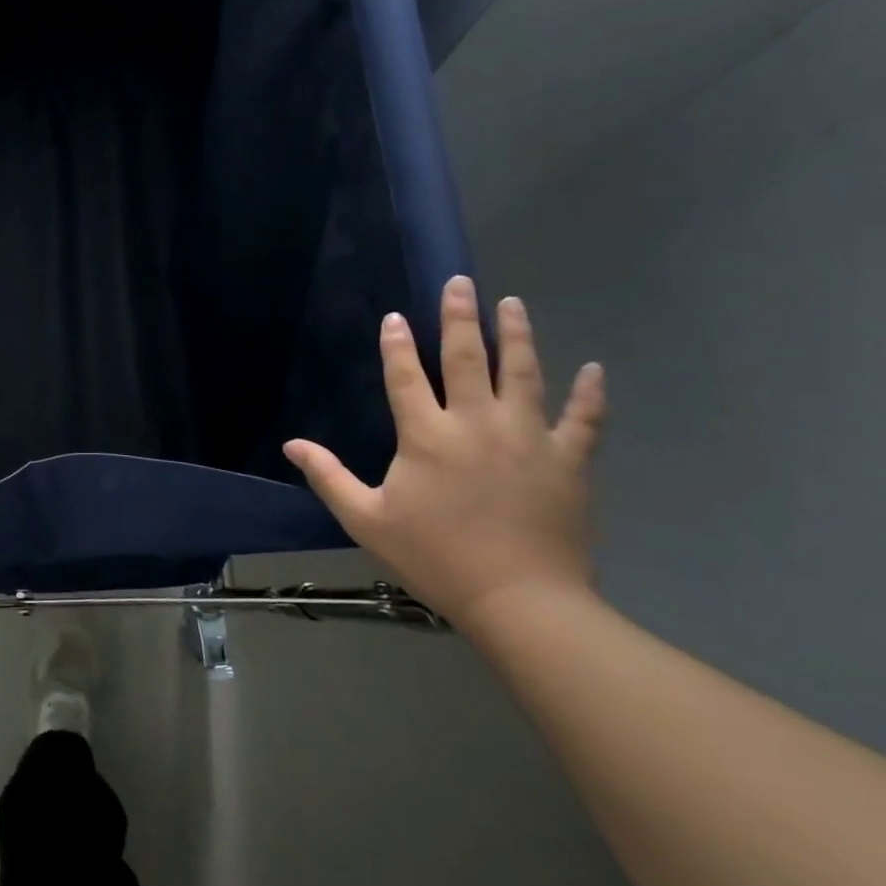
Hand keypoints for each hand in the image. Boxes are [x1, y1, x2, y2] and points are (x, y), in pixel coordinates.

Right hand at [283, 276, 605, 632]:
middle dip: (460, 317)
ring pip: (523, 374)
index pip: (405, 377)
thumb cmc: (435, 558)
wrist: (520, 602)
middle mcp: (477, 424)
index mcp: (426, 436)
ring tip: (513, 303)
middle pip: (466, 359)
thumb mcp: (366, 519)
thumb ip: (328, 477)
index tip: (394, 317)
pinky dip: (589, 393)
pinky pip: (583, 419)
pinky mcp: (569, 461)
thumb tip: (292, 445)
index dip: (396, 345)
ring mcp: (529, 438)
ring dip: (517, 335)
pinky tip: (594, 369)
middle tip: (461, 283)